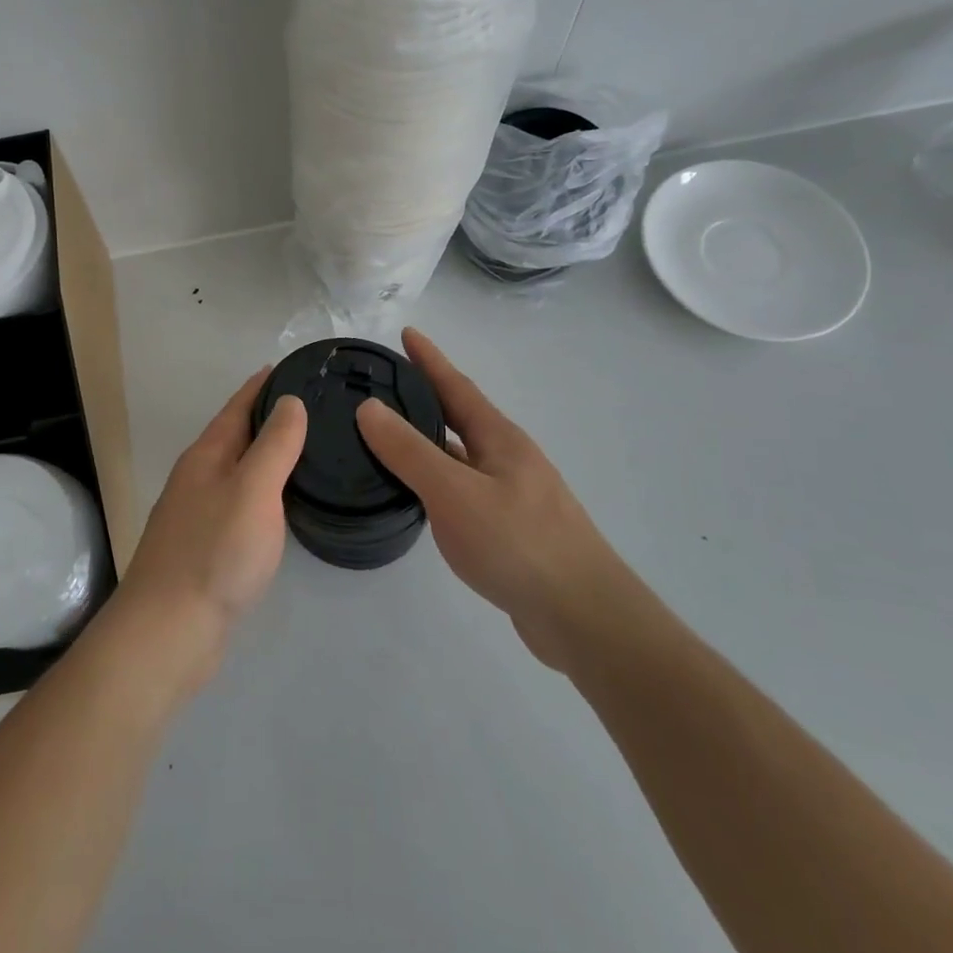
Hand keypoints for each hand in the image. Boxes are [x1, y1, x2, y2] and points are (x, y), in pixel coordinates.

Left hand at [107, 369, 306, 688]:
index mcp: (207, 456)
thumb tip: (289, 401)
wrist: (170, 631)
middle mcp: (198, 478)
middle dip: (268, 418)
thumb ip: (273, 445)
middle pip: (236, 436)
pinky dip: (263, 494)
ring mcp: (199, 514)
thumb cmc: (215, 552)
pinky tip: (282, 506)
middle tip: (314, 408)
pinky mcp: (207, 548)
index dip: (263, 385)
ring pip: (238, 472)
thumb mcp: (253, 490)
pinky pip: (240, 504)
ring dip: (266, 457)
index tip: (292, 368)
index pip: (238, 407)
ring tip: (306, 450)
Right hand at [356, 329, 613, 669]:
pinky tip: (421, 496)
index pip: (456, 387)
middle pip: (461, 417)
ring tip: (391, 436)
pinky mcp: (511, 530)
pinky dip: (438, 480)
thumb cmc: (518, 543)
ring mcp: (513, 495)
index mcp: (499, 439)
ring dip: (430, 441)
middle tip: (385, 387)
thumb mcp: (454, 492)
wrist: (583, 617)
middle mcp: (508, 458)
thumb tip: (368, 407)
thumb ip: (409, 451)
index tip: (406, 334)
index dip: (431, 360)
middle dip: (426, 397)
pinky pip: (464, 489)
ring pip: (462, 456)